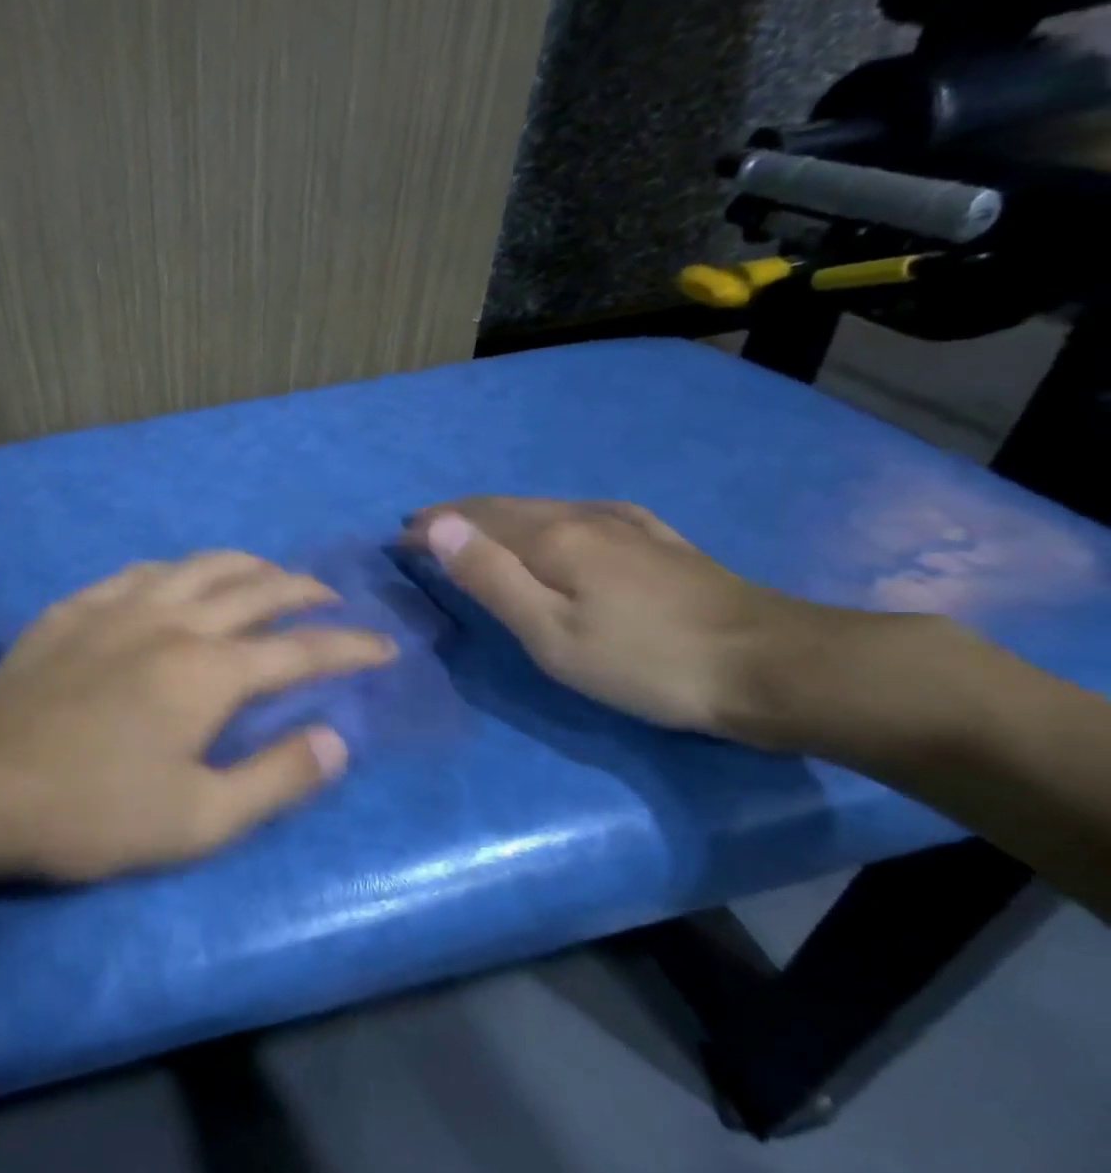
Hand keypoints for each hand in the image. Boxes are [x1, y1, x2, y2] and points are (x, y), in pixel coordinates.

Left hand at [0, 552, 396, 880]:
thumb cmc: (93, 811)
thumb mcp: (198, 820)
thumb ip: (275, 777)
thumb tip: (336, 742)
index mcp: (208, 670)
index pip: (300, 650)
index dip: (349, 647)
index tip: (383, 646)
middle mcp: (172, 619)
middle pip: (255, 588)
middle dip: (303, 589)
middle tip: (330, 598)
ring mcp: (119, 604)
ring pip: (199, 565)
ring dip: (245, 566)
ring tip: (267, 576)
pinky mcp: (76, 606)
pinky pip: (142, 570)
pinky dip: (179, 570)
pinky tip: (179, 580)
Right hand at [405, 497, 821, 739]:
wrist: (776, 666)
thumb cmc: (647, 662)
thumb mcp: (552, 633)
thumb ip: (490, 577)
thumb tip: (436, 526)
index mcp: (550, 537)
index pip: (469, 520)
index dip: (429, 527)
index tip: (395, 539)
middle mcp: (580, 516)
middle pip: (502, 506)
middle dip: (455, 514)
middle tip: (420, 528)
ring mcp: (624, 524)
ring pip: (540, 507)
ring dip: (495, 514)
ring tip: (470, 527)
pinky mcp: (656, 540)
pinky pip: (578, 514)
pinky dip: (542, 517)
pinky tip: (555, 523)